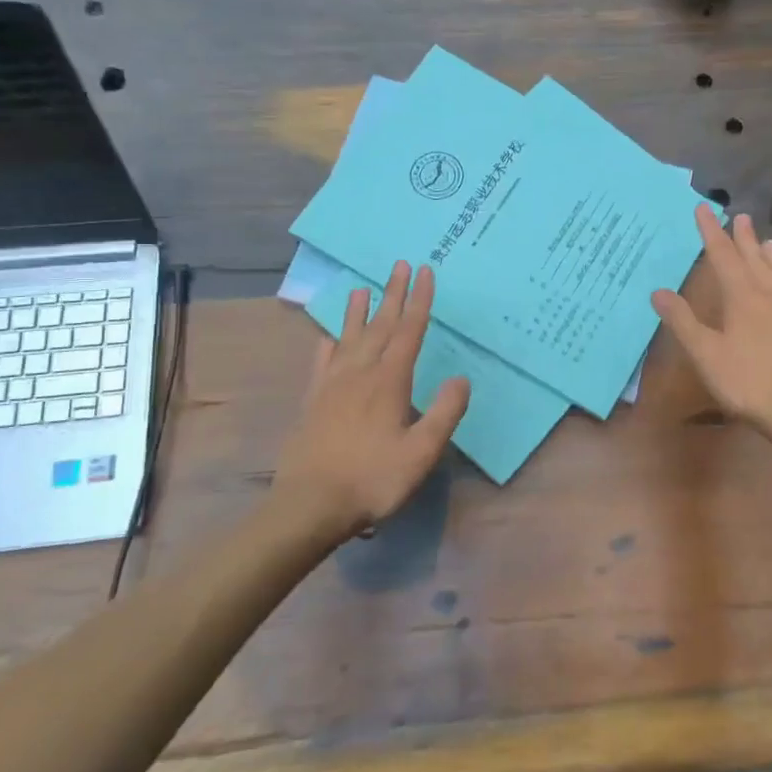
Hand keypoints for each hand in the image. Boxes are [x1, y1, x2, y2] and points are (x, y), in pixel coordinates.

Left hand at [275, 261, 470, 539]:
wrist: (310, 505)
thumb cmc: (373, 479)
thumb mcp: (421, 452)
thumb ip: (444, 413)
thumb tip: (461, 378)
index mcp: (389, 381)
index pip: (409, 331)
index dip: (420, 300)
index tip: (425, 272)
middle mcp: (360, 374)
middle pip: (380, 326)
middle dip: (393, 294)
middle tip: (400, 266)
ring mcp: (332, 386)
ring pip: (348, 338)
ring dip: (358, 312)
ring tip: (361, 288)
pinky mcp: (313, 401)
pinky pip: (321, 363)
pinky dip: (328, 345)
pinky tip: (327, 337)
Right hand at [652, 206, 771, 435]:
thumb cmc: (748, 381)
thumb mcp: (706, 354)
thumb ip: (683, 322)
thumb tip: (658, 291)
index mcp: (742, 296)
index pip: (723, 255)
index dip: (710, 232)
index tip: (703, 209)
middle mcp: (769, 294)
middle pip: (753, 258)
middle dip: (742, 237)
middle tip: (739, 216)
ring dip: (768, 253)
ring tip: (766, 240)